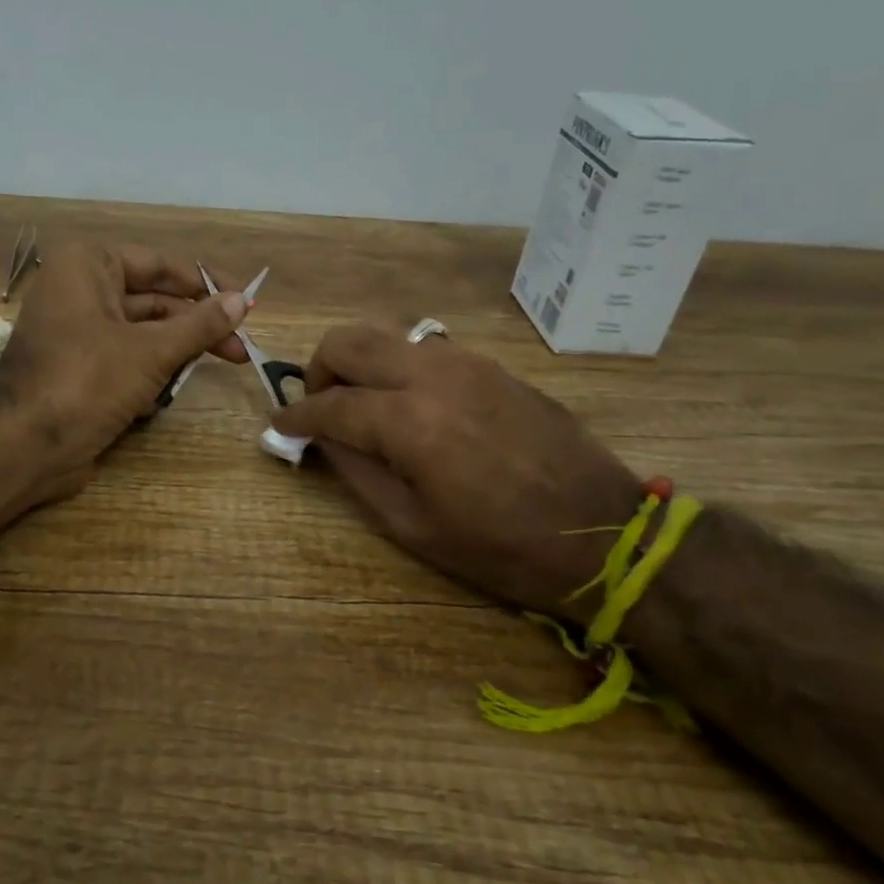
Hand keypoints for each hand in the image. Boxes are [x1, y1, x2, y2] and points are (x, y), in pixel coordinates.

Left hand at [0, 243, 248, 501]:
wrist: (24, 445)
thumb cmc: (87, 380)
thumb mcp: (152, 350)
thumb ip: (200, 324)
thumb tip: (243, 301)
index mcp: (88, 266)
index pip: (160, 265)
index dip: (205, 285)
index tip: (245, 304)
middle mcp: (80, 291)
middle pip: (154, 303)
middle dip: (194, 329)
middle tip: (240, 352)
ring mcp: (77, 333)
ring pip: (142, 336)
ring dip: (172, 358)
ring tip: (200, 376)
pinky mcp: (78, 370)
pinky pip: (124, 363)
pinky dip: (146, 378)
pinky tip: (156, 401)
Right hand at [270, 324, 644, 617]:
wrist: (604, 532)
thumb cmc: (500, 547)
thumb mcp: (413, 526)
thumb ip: (357, 473)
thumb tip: (323, 439)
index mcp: (410, 423)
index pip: (330, 405)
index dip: (296, 416)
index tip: (279, 425)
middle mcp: (433, 376)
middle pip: (350, 342)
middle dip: (320, 371)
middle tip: (321, 409)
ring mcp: (468, 364)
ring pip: (388, 337)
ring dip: (361, 365)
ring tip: (365, 408)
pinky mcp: (493, 367)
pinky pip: (427, 350)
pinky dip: (400, 368)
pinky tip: (413, 408)